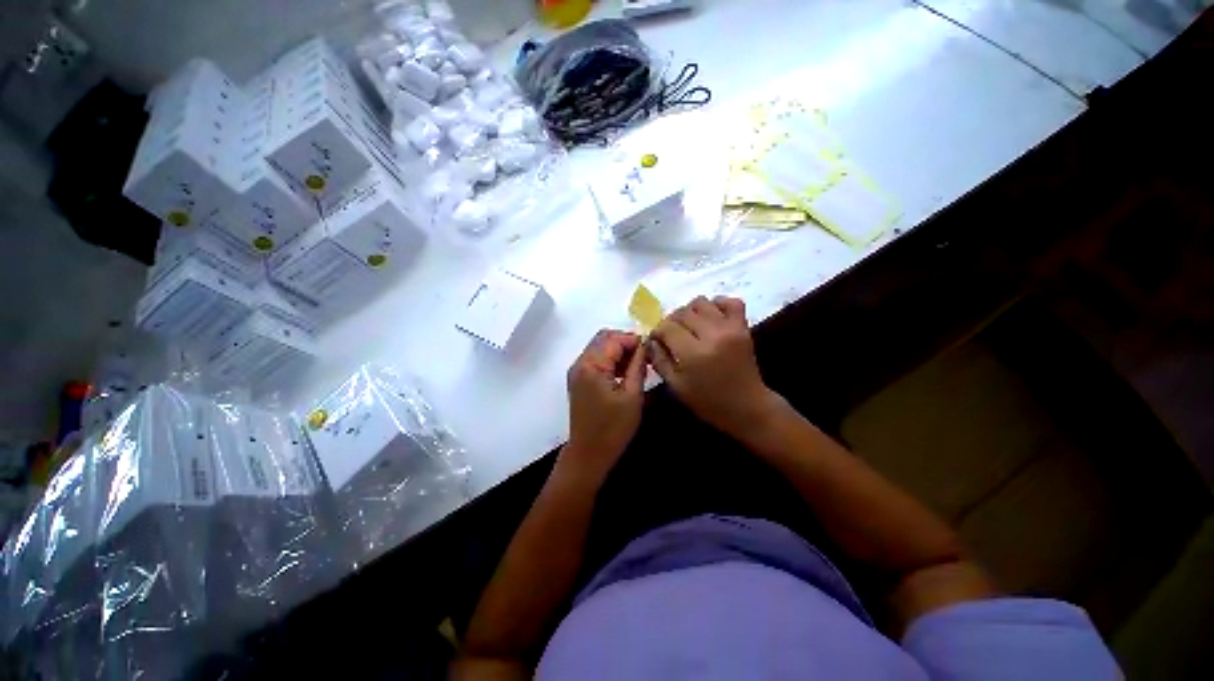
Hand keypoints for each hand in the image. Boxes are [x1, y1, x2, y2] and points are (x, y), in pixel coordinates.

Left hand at [562, 329, 646, 481]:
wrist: (588, 454)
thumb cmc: (613, 428)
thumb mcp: (632, 397)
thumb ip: (638, 367)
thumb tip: (645, 346)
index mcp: (591, 366)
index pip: (614, 339)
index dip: (634, 340)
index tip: (651, 349)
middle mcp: (580, 363)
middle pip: (603, 338)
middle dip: (625, 342)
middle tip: (644, 356)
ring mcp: (577, 371)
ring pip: (599, 347)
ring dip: (619, 351)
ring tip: (638, 365)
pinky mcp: (579, 379)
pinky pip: (596, 360)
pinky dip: (611, 360)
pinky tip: (625, 373)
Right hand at [650, 296, 780, 438]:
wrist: (747, 407)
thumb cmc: (707, 401)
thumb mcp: (676, 386)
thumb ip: (659, 360)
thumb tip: (650, 341)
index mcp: (694, 353)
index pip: (667, 327)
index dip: (657, 331)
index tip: (656, 340)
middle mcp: (712, 335)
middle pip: (682, 312)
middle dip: (671, 321)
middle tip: (671, 335)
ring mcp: (730, 328)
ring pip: (702, 303)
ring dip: (690, 311)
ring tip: (689, 326)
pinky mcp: (743, 326)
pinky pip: (730, 302)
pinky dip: (717, 304)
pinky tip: (710, 317)